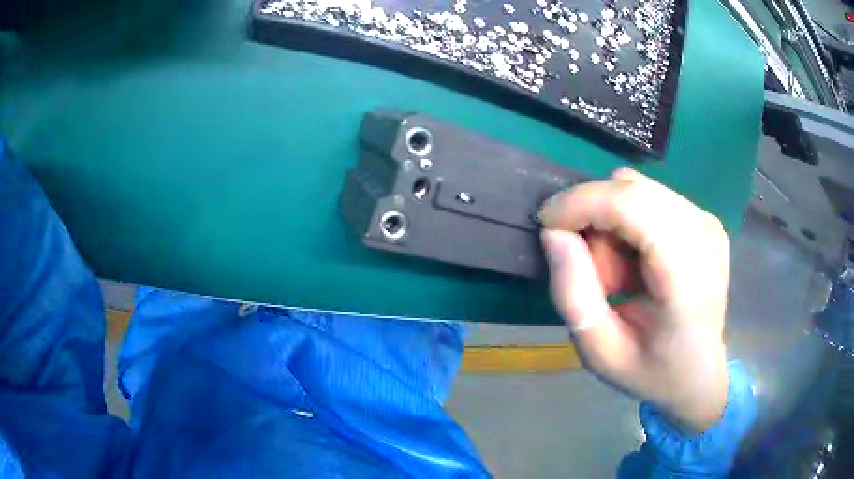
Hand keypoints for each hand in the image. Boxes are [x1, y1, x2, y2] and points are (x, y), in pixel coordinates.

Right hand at [539, 168, 729, 432]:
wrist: (698, 372)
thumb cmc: (651, 370)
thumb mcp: (600, 352)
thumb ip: (573, 295)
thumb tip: (554, 233)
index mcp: (686, 276)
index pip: (632, 204)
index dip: (582, 202)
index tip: (548, 225)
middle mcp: (703, 235)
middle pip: (631, 188)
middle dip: (595, 218)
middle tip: (593, 271)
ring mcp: (707, 222)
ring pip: (636, 188)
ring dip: (611, 223)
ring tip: (619, 273)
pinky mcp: (703, 217)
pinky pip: (648, 197)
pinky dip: (628, 222)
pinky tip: (636, 262)